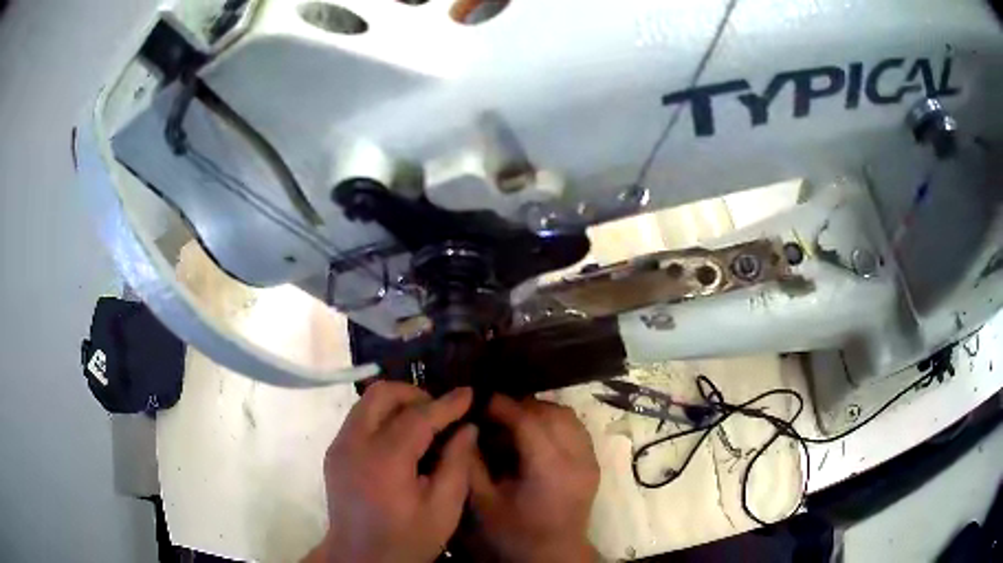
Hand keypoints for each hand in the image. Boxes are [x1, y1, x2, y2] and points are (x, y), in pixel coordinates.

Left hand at [306, 382, 477, 562]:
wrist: (360, 559)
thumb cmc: (406, 539)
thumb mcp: (443, 509)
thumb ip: (457, 464)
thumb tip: (467, 428)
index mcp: (384, 460)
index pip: (417, 416)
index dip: (446, 403)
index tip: (468, 393)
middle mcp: (354, 443)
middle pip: (381, 394)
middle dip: (414, 394)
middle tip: (440, 413)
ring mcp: (339, 446)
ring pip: (366, 402)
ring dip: (397, 404)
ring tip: (422, 425)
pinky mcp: (333, 453)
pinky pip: (358, 419)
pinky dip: (381, 417)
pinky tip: (400, 441)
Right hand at [469, 395, 599, 562]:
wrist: (554, 555)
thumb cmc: (515, 533)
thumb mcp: (484, 503)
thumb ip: (473, 463)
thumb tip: (467, 428)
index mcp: (549, 468)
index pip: (529, 421)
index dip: (503, 406)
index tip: (481, 399)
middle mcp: (577, 458)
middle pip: (552, 413)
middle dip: (521, 406)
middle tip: (494, 413)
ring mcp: (590, 460)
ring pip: (568, 417)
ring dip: (540, 412)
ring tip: (515, 422)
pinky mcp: (593, 465)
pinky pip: (576, 429)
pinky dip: (555, 423)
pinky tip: (535, 435)